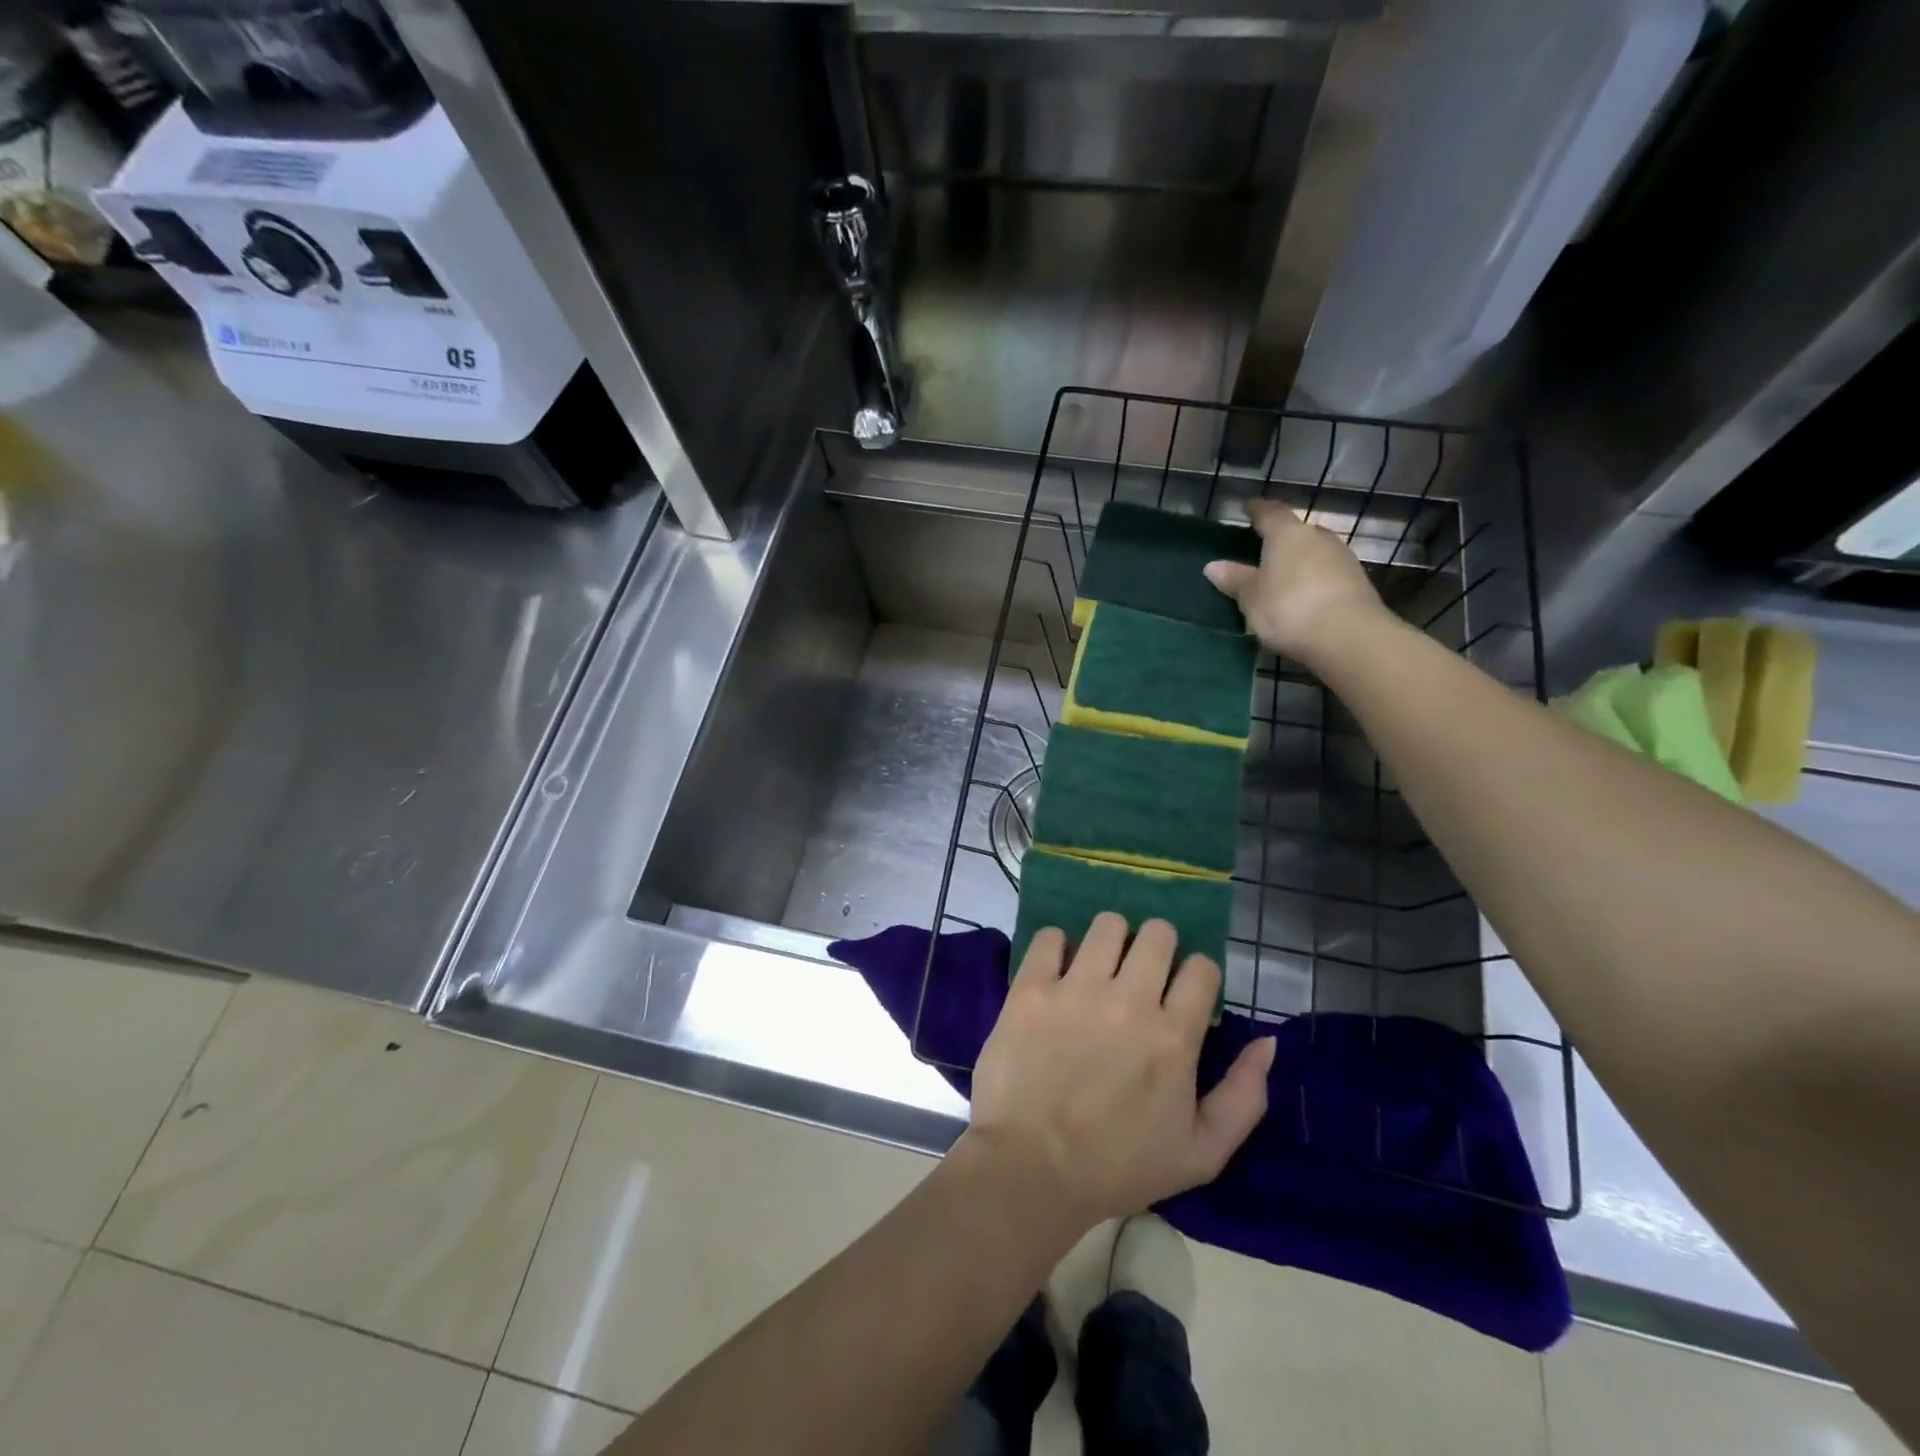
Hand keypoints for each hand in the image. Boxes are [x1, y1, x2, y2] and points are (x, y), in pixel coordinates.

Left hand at [965, 914, 1275, 1230]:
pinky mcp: (1031, 988)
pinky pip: (1049, 936)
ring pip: (1107, 925)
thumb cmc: (1119, 1166)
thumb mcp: (1202, 1153)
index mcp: (1174, 1036)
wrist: (1032, 1169)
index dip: (1197, 975)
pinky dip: (1057, 946)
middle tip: (1142, 973)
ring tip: (1100, 967)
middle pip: (1158, 933)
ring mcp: (1076, 989)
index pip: (1201, 967)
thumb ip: (1244, 1096)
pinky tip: (1058, 970)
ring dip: (1111, 940)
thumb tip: (1268, 1042)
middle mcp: (1129, 1000)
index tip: (1182, 993)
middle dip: (1158, 947)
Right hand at [1204, 498, 1390, 667]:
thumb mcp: (1251, 597)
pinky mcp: (1357, 582)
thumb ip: (1235, 579)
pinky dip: (1313, 580)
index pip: (1270, 512)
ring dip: (1299, 561)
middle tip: (1263, 549)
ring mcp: (1341, 558)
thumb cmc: (1289, 607)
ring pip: (1314, 552)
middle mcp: (1317, 537)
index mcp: (1287, 534)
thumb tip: (1212, 565)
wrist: (1348, 636)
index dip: (1257, 510)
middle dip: (1281, 538)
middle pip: (1296, 531)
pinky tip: (1303, 595)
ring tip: (1282, 576)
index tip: (1248, 507)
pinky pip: (1327, 573)